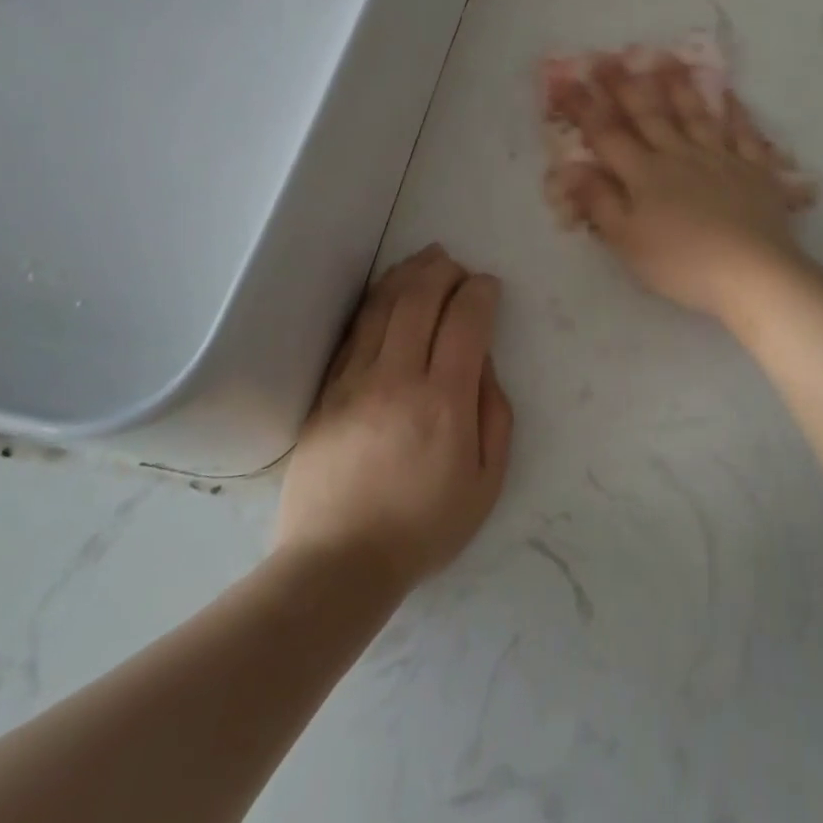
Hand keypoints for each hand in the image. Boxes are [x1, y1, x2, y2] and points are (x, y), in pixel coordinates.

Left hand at [276, 246, 513, 589]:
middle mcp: (399, 378)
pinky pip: (354, 332)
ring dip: (407, 274)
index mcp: (445, 401)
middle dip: (443, 271)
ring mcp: (356, 381)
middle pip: (420, 299)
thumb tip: (483, 363)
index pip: (465, 321)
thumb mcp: (486, 481)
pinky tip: (386, 294)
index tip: (487, 286)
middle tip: (456, 265)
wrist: (339, 561)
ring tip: (424, 261)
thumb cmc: (424, 526)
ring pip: (382, 306)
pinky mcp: (327, 391)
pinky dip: (375, 303)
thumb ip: (495, 414)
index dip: (480, 292)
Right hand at [548, 57, 808, 317]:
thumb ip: (599, 202)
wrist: (752, 271)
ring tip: (667, 60)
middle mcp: (680, 155)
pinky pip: (744, 134)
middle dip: (625, 86)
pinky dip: (736, 113)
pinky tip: (729, 96)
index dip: (585, 108)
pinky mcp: (755, 171)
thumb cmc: (682, 262)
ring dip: (679, 88)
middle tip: (609, 58)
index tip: (566, 81)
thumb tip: (571, 168)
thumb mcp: (627, 240)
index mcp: (645, 174)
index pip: (607, 134)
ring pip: (695, 115)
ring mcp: (720, 159)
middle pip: (649, 115)